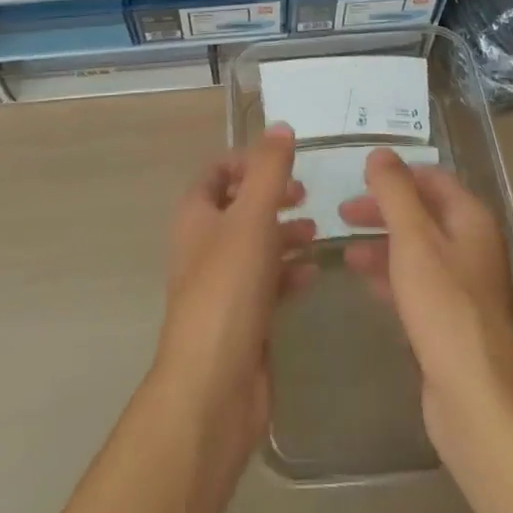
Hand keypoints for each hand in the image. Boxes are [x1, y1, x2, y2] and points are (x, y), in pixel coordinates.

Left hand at [150, 125, 317, 476]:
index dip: (246, 160)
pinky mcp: (241, 318)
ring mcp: (222, 284)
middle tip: (305, 193)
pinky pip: (267, 282)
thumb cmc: (228, 289)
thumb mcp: (251, 218)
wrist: (214, 386)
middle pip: (238, 206)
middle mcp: (204, 244)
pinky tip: (313, 273)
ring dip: (283, 232)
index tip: (282, 160)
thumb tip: (281, 126)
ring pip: (255, 244)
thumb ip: (269, 170)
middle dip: (271, 195)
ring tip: (316, 230)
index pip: (216, 172)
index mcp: (196, 215)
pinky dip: (288, 271)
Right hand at [339, 148, 512, 454]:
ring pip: (418, 249)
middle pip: (424, 212)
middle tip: (343, 213)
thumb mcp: (413, 240)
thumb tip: (380, 153)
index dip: (397, 174)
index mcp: (471, 219)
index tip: (359, 178)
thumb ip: (395, 192)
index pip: (433, 178)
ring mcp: (466, 285)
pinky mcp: (453, 320)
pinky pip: (418, 283)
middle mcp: (473, 246)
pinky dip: (391, 275)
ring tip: (344, 251)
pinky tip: (365, 283)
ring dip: (382, 243)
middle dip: (384, 209)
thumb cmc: (445, 308)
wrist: (478, 400)